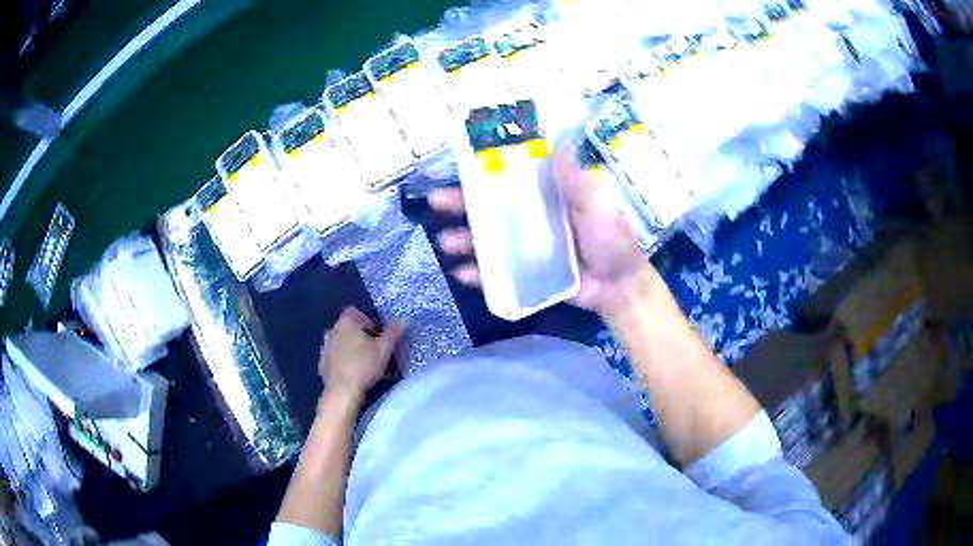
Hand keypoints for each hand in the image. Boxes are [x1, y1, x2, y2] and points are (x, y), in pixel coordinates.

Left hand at [319, 307, 405, 404]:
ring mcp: (325, 347)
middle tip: (375, 350)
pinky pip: (336, 357)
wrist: (342, 391)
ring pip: (342, 342)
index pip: (355, 311)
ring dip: (352, 348)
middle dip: (362, 336)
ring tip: (365, 362)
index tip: (377, 335)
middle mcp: (332, 331)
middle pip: (349, 327)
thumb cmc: (363, 366)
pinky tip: (353, 372)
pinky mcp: (322, 363)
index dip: (368, 321)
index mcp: (345, 323)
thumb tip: (403, 319)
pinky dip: (344, 361)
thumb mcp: (384, 349)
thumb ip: (393, 333)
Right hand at [428, 143, 658, 316]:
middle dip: (462, 204)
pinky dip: (478, 274)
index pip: (511, 179)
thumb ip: (574, 177)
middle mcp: (532, 219)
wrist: (619, 286)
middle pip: (491, 208)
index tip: (462, 165)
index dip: (486, 172)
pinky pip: (496, 274)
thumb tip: (556, 139)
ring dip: (464, 239)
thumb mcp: (596, 202)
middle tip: (436, 201)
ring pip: (488, 240)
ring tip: (446, 242)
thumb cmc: (611, 239)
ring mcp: (526, 248)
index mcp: (547, 197)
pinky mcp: (525, 275)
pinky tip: (461, 273)